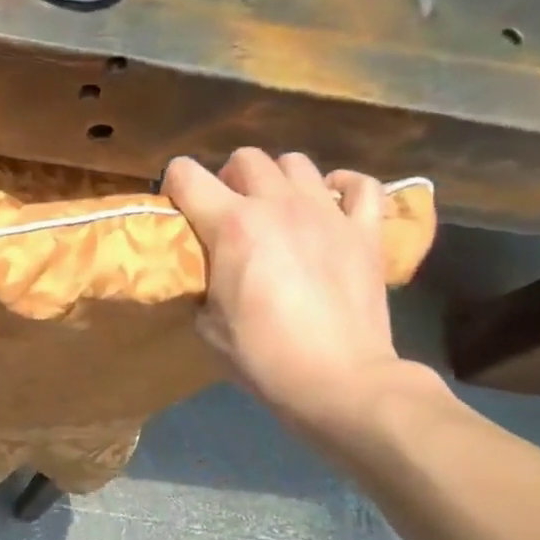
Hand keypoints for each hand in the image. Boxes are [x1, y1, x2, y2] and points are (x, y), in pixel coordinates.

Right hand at [164, 149, 434, 445]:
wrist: (338, 380)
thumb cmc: (262, 356)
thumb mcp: (207, 325)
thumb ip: (201, 285)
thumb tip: (205, 276)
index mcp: (231, 225)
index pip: (186, 175)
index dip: (174, 185)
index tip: (178, 209)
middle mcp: (277, 205)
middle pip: (245, 158)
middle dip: (229, 179)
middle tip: (229, 213)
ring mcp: (327, 213)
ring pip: (296, 163)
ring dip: (278, 180)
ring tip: (277, 210)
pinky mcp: (365, 231)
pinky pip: (361, 184)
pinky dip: (343, 187)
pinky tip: (332, 203)